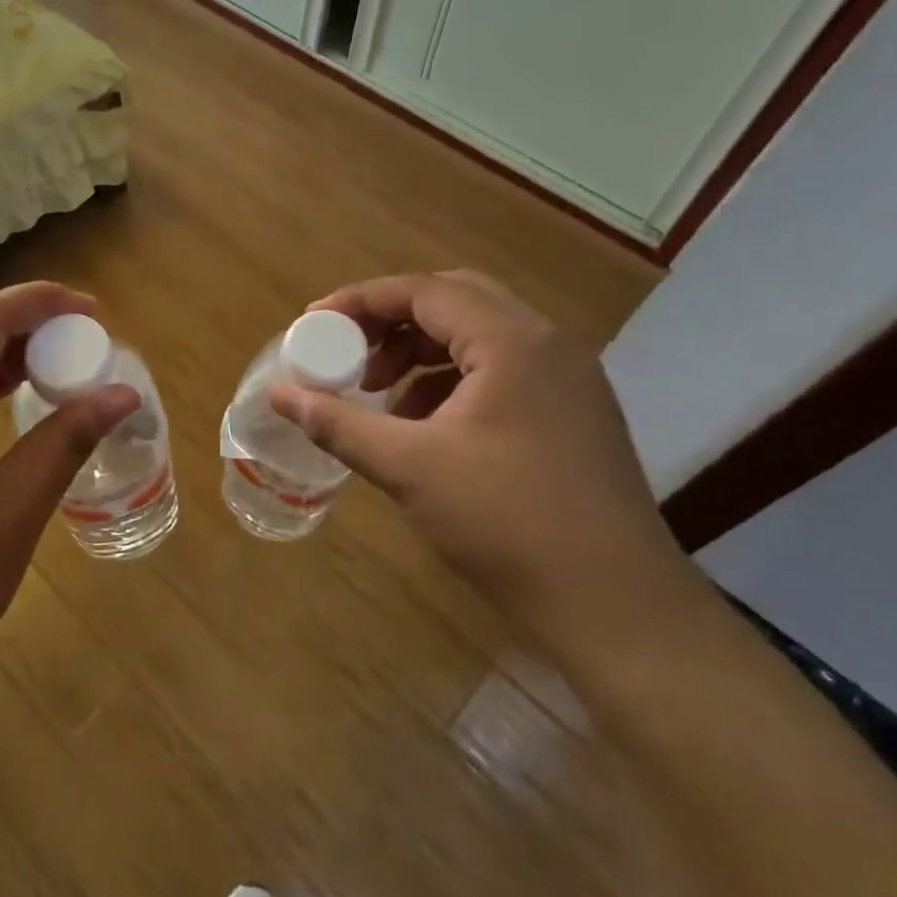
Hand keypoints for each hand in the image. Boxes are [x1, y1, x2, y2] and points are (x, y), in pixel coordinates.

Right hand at [270, 271, 693, 654]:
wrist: (615, 605)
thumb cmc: (507, 522)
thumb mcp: (409, 467)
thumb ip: (338, 423)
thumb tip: (281, 394)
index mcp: (512, 341)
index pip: (422, 291)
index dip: (359, 301)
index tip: (313, 326)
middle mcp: (546, 344)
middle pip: (453, 302)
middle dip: (391, 322)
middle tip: (347, 352)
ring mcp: (567, 379)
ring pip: (478, 337)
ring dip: (420, 352)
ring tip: (378, 392)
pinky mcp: (572, 413)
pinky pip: (500, 371)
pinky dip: (451, 382)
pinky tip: (423, 425)